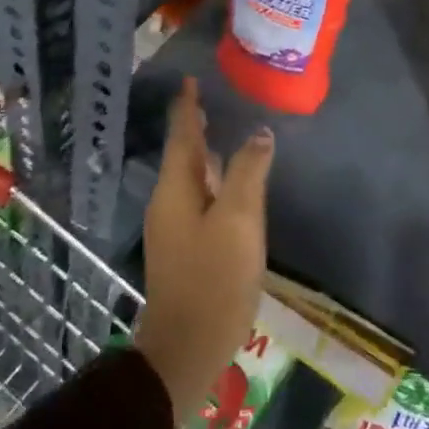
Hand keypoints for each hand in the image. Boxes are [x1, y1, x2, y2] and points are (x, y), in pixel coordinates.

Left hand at [135, 77, 273, 427]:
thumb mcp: (239, 220)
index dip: (188, 107)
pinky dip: (212, 181)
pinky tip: (229, 185)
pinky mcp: (185, 248)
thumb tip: (259, 133)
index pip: (182, 136)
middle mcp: (169, 202)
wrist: (187, 347)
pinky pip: (198, 199)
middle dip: (195, 127)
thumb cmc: (214, 278)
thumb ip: (248, 173)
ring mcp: (174, 228)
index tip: (191, 81)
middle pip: (183, 154)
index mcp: (176, 189)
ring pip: (191, 178)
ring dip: (204, 154)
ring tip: (223, 133)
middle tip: (211, 101)